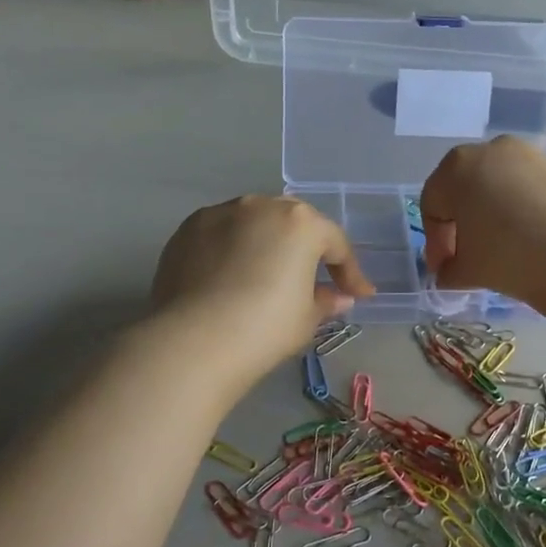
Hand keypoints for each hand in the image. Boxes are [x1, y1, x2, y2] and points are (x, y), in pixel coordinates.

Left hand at [149, 196, 373, 392]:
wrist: (194, 340)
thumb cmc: (265, 327)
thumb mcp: (306, 319)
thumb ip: (325, 301)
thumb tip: (337, 298)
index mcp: (300, 223)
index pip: (335, 243)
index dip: (350, 272)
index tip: (357, 295)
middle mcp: (261, 206)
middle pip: (293, 223)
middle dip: (305, 248)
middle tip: (311, 278)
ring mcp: (220, 213)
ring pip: (253, 223)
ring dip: (264, 244)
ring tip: (264, 275)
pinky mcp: (187, 229)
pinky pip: (220, 234)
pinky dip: (230, 250)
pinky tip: (227, 278)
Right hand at [421, 137, 545, 312]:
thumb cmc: (510, 258)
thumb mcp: (467, 270)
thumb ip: (448, 269)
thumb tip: (449, 271)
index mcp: (456, 168)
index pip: (433, 206)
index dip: (435, 242)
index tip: (445, 270)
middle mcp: (489, 150)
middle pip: (462, 189)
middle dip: (460, 224)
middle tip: (466, 258)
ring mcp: (527, 155)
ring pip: (495, 184)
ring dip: (489, 213)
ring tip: (499, 248)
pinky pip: (524, 187)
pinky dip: (518, 208)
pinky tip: (529, 238)